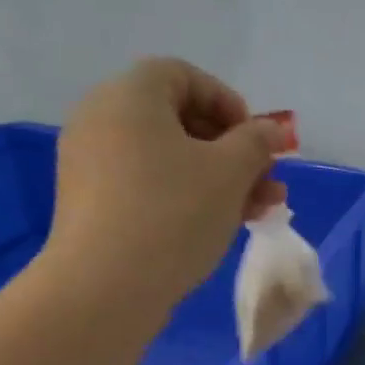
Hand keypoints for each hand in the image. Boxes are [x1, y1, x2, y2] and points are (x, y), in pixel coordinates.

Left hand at [46, 58, 287, 304]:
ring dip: (217, 179)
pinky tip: (218, 226)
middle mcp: (102, 118)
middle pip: (178, 121)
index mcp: (129, 95)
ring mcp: (92, 164)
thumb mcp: (229, 173)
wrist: (105, 288)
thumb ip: (257, 143)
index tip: (258, 142)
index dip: (229, 103)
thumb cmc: (173, 215)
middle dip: (231, 151)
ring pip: (167, 159)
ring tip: (257, 212)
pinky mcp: (92, 204)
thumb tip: (272, 130)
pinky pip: (147, 186)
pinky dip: (184, 197)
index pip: (184, 76)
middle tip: (266, 183)